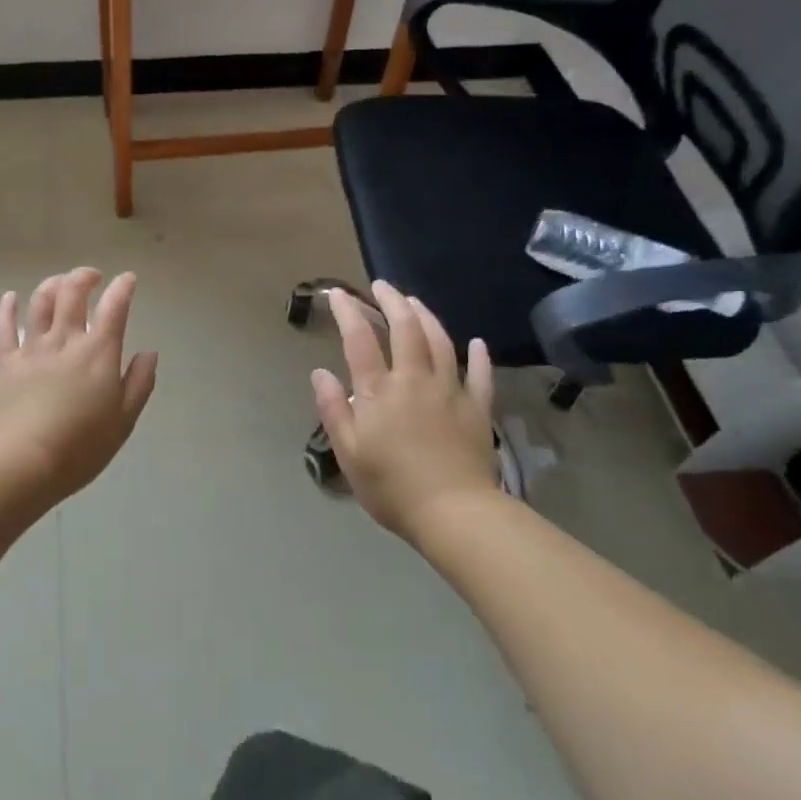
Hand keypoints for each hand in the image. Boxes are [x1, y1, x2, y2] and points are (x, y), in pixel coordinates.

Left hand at [0, 268, 157, 500]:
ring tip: (59, 283)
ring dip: (52, 285)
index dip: (123, 287)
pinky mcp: (5, 362)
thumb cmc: (81, 446)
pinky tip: (10, 297)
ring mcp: (32, 349)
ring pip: (40, 302)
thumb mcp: (124, 420)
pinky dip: (7, 308)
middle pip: (72, 292)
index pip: (114, 307)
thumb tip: (149, 353)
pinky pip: (4, 327)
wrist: (24, 461)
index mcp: (98, 352)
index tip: (128, 279)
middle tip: (92, 277)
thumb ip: (139, 382)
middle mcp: (65, 340)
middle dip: (84, 277)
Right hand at [310, 280, 500, 541]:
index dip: (348, 312)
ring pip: (440, 341)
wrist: (454, 513)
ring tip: (414, 302)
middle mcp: (414, 380)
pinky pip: (480, 375)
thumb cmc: (391, 486)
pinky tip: (475, 343)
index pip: (360, 339)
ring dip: (426, 316)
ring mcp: (450, 391)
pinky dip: (478, 356)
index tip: (338, 294)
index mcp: (379, 391)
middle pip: (405, 328)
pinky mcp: (477, 409)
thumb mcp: (348, 452)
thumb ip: (332, 409)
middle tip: (381, 286)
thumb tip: (320, 372)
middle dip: (392, 301)